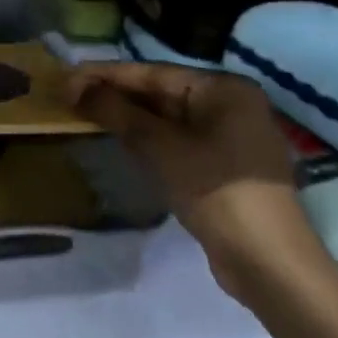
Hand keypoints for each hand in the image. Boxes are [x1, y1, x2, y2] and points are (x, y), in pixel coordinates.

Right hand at [66, 63, 329, 304]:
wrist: (270, 264)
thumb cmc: (216, 190)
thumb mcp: (159, 147)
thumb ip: (117, 112)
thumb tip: (77, 88)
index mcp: (223, 88)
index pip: (152, 73)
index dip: (105, 75)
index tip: (67, 80)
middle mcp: (232, 104)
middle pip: (161, 93)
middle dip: (117, 96)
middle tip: (72, 99)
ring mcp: (233, 137)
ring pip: (168, 119)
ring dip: (130, 118)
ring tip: (87, 116)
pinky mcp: (227, 168)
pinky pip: (180, 141)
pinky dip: (150, 140)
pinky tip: (121, 141)